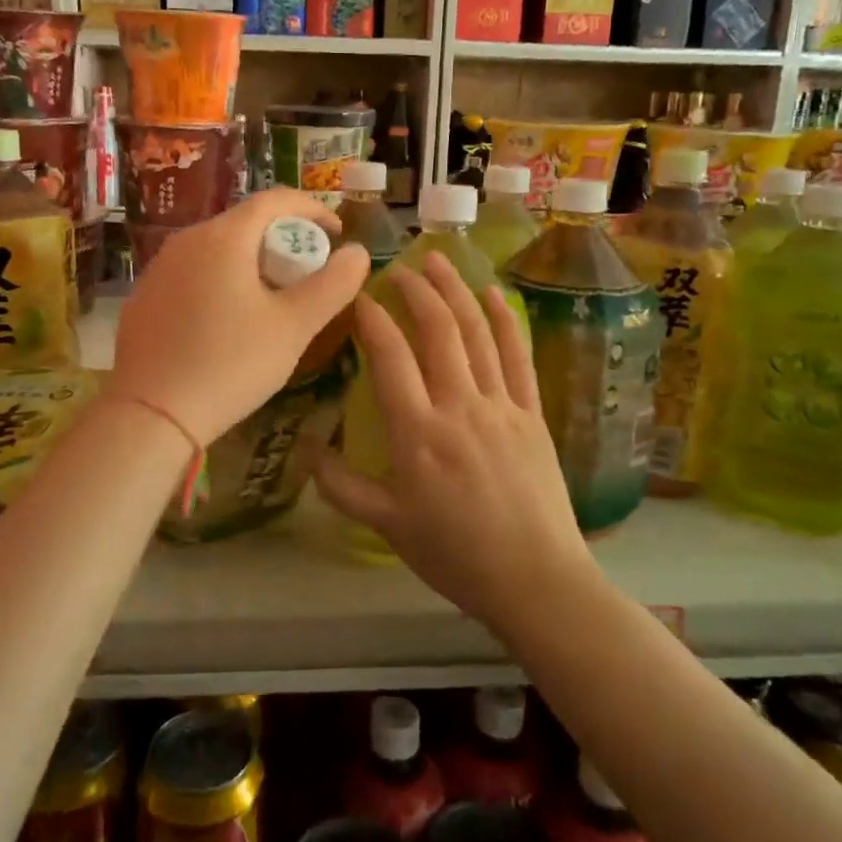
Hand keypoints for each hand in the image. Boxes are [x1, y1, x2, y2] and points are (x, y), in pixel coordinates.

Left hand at [109, 189, 369, 447]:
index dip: (313, 209)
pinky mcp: (144, 296)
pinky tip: (227, 321)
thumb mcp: (294, 327)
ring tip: (271, 299)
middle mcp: (186, 240)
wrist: (151, 415)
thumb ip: (333, 285)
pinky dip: (220, 280)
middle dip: (284, 239)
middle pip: (245, 222)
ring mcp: (159, 268)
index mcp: (224, 237)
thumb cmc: (230, 364)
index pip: (275, 199)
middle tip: (308, 274)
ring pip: (217, 248)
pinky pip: (193, 273)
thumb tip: (358, 252)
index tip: (337, 233)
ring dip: (251, 261)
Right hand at [312, 253, 599, 634]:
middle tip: (398, 266)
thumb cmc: (455, 555)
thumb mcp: (386, 525)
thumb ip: (341, 486)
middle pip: (438, 331)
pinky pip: (518, 356)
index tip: (358, 296)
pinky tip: (493, 293)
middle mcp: (459, 406)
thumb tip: (306, 448)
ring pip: (477, 333)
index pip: (390, 356)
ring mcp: (501, 406)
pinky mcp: (532, 413)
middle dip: (416, 291)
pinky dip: (505, 320)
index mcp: (418, 433)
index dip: (372, 318)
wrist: (535, 579)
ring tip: (438, 262)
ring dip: (456, 291)